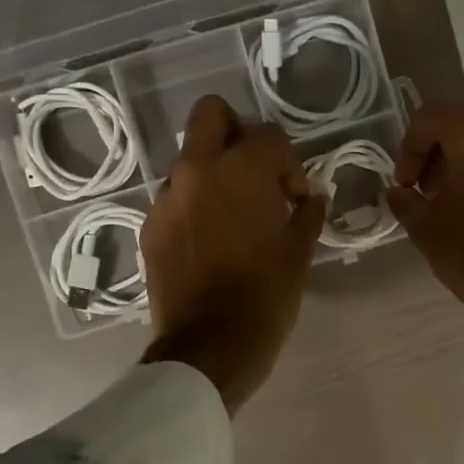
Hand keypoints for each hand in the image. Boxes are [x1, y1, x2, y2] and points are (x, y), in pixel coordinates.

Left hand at [140, 95, 325, 413]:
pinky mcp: (150, 227)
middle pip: (211, 115)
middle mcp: (196, 172)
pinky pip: (175, 198)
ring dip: (214, 173)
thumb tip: (312, 198)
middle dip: (237, 132)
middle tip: (256, 171)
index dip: (290, 163)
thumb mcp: (298, 256)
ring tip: (234, 214)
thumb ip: (307, 215)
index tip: (297, 198)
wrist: (208, 348)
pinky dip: (195, 205)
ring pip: (189, 160)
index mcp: (240, 171)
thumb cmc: (264, 299)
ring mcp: (167, 198)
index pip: (268, 135)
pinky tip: (210, 241)